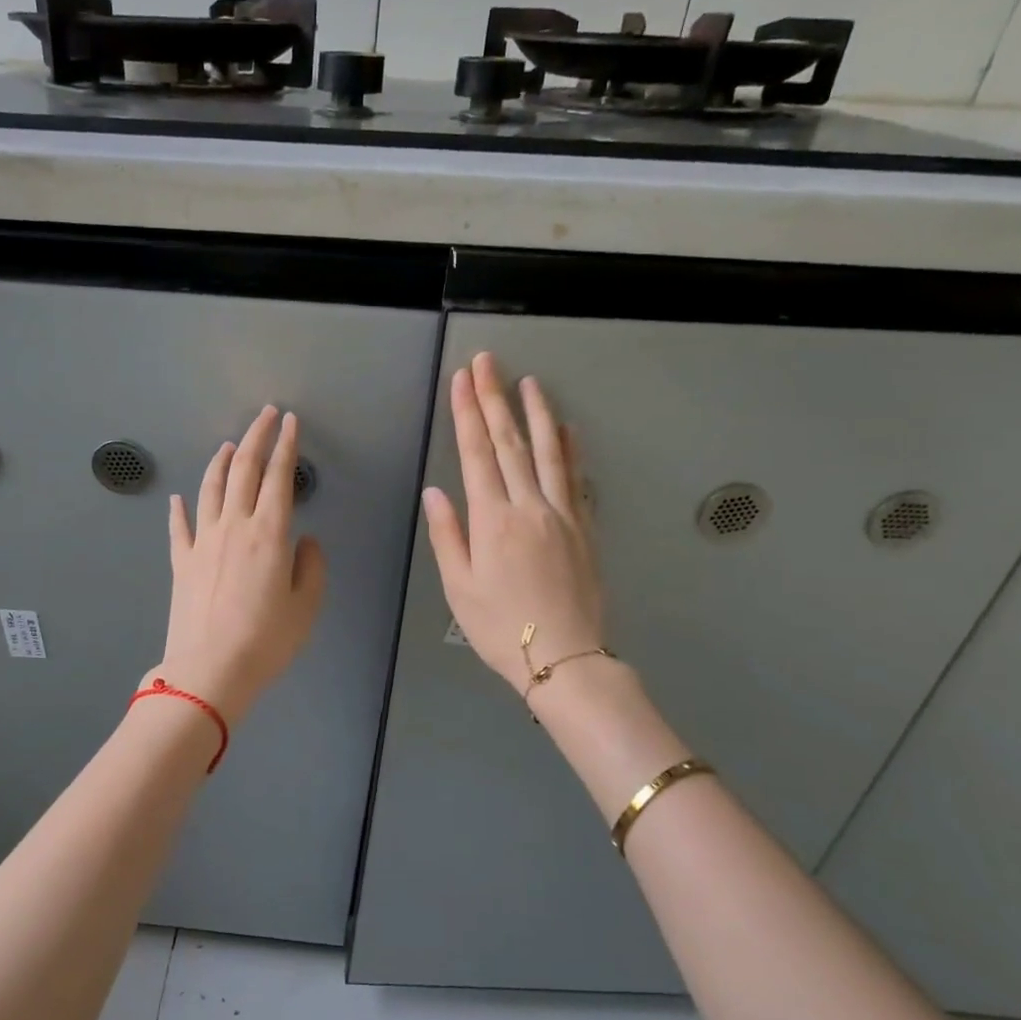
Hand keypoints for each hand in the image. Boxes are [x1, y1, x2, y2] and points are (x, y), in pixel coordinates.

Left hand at [156, 406, 327, 726]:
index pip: (279, 477)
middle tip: (265, 415)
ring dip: (220, 461)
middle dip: (256, 437)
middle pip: (243, 470)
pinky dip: (179, 509)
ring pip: (210, 488)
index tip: (291, 422)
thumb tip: (304, 541)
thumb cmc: (266, 641)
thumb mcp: (306, 606)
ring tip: (228, 444)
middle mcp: (233, 526)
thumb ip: (311, 566)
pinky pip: (180, 527)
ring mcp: (202, 542)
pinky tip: (178, 498)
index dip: (286, 446)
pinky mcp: (181, 562)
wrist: (209, 670)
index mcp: (269, 534)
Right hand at [423, 353, 608, 695]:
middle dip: (495, 398)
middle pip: (510, 442)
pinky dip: (571, 448)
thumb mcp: (459, 587)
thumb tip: (435, 492)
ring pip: (549, 451)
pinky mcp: (584, 527)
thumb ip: (447, 535)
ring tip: (528, 381)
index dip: (467, 413)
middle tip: (488, 362)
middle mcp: (529, 506)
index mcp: (492, 520)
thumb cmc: (499, 627)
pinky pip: (577, 477)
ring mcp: (562, 513)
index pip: (476, 454)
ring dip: (537, 412)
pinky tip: (568, 428)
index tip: (461, 380)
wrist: (564, 657)